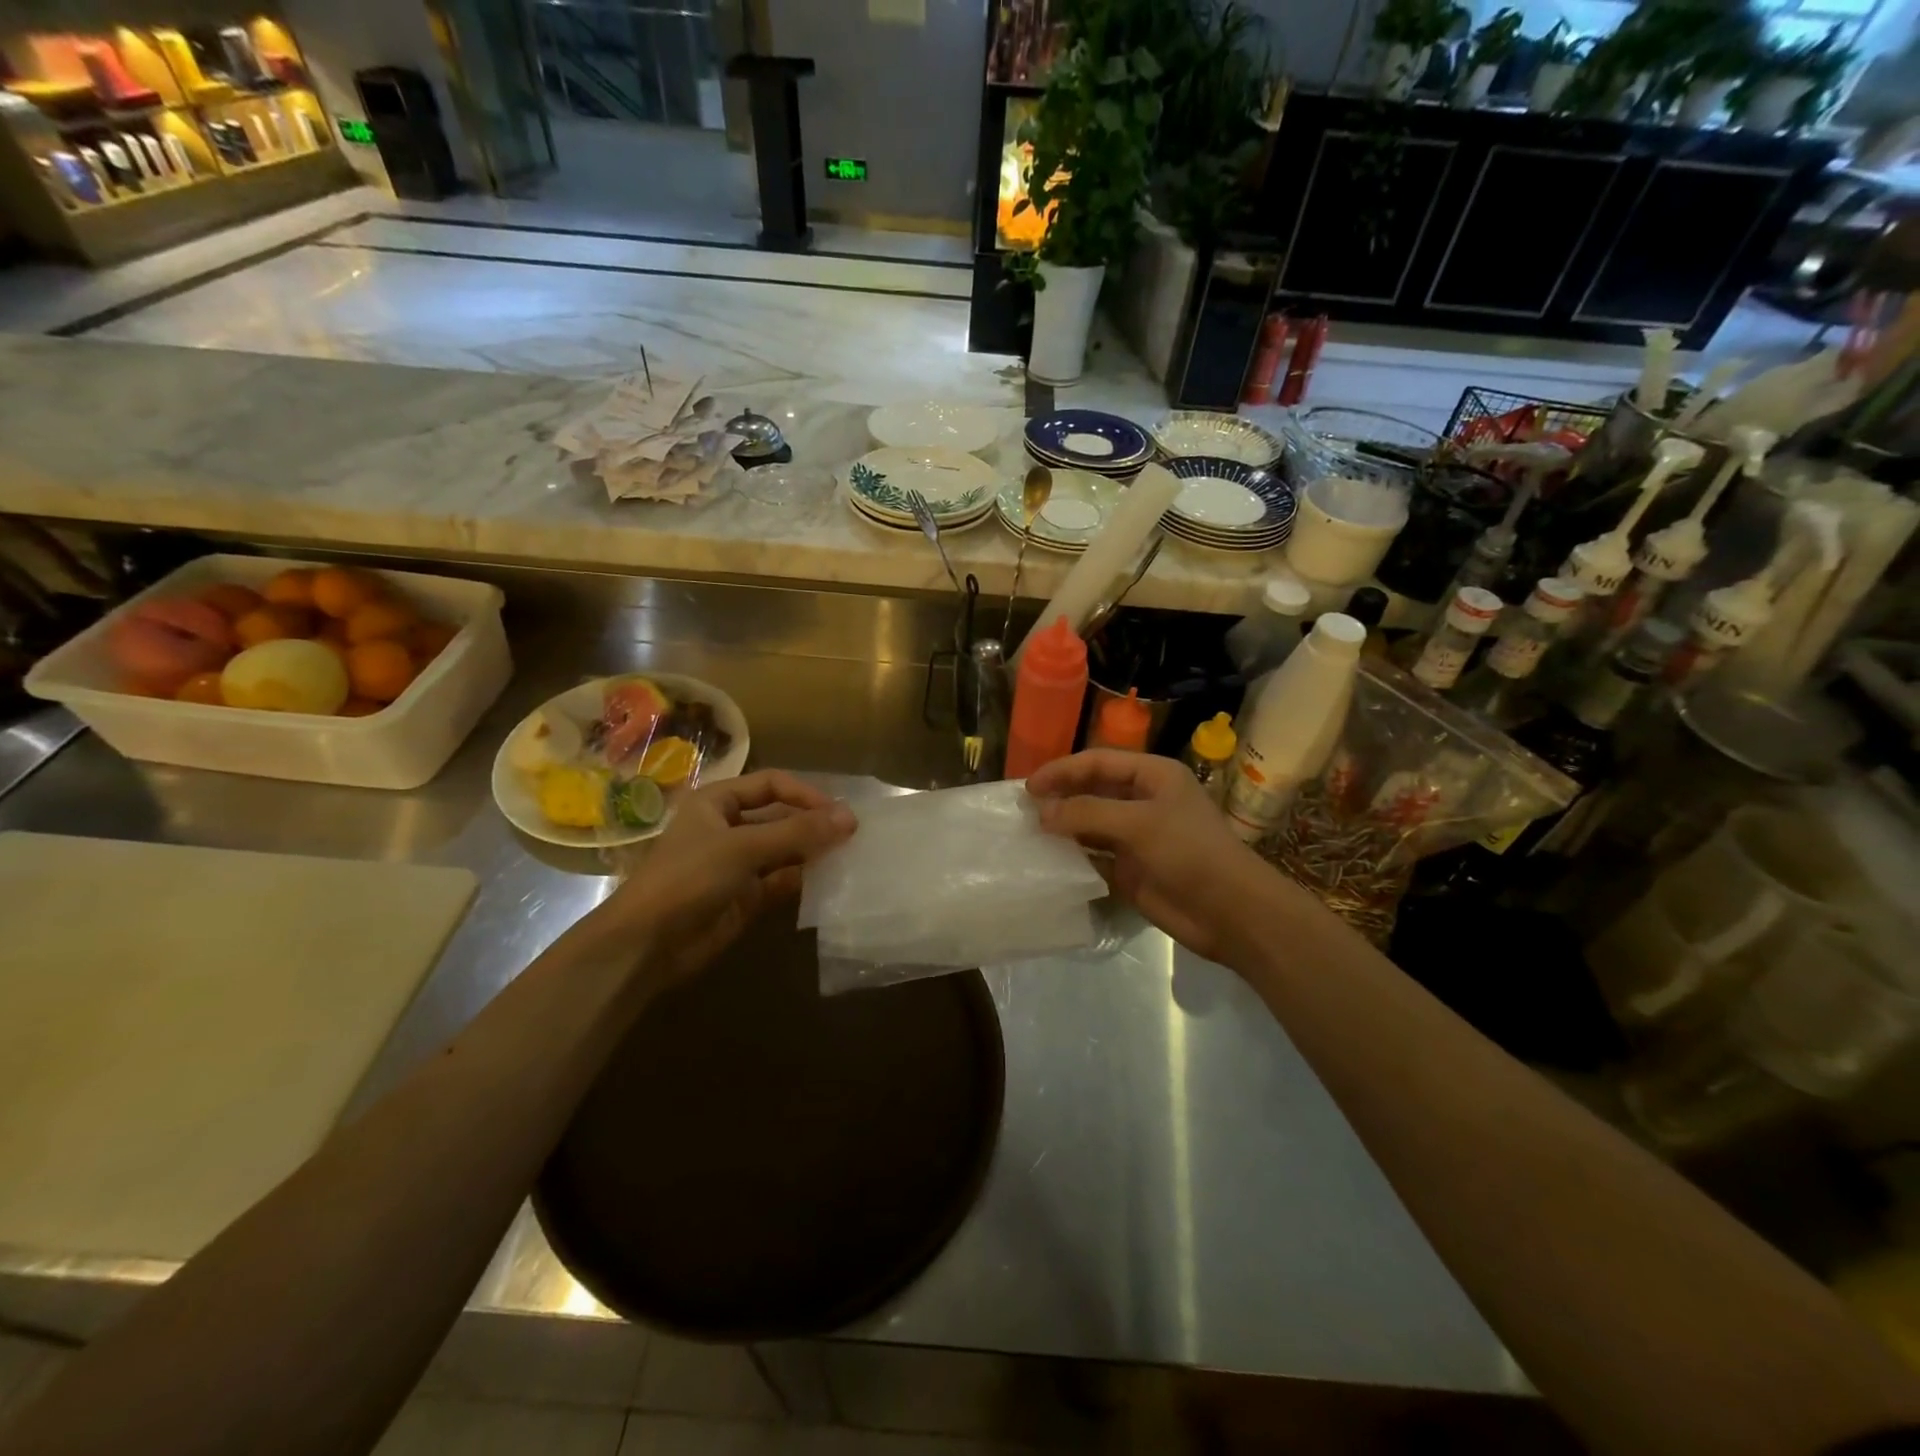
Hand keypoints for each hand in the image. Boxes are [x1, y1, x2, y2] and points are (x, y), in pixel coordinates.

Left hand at [595, 769, 854, 987]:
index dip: (805, 793)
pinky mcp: (746, 898)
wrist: (646, 945)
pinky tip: (830, 881)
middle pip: (780, 817)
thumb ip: (798, 832)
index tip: (837, 811)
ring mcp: (737, 864)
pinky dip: (804, 880)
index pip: (771, 784)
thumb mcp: (744, 847)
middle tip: (853, 835)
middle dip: (813, 824)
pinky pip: (782, 881)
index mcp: (718, 802)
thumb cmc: (689, 878)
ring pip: (784, 850)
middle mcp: (728, 828)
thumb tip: (850, 817)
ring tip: (849, 856)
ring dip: (812, 852)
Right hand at [1026, 750, 1282, 965]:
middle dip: (1060, 796)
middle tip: (1023, 809)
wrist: (1230, 911)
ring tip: (1028, 832)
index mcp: (1153, 775)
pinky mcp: (1130, 868)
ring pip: (1090, 823)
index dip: (1063, 770)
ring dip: (1063, 826)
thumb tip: (1042, 813)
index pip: (1098, 762)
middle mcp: (1143, 800)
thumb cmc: (1190, 853)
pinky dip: (1072, 856)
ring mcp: (1136, 836)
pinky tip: (1047, 859)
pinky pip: (1094, 856)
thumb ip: (1087, 813)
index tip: (1029, 787)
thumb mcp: (1139, 823)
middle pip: (1092, 790)